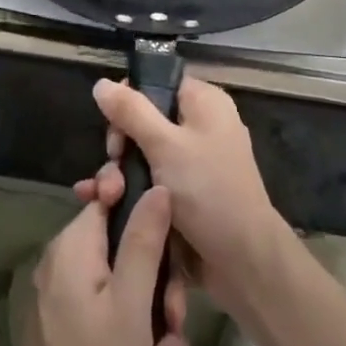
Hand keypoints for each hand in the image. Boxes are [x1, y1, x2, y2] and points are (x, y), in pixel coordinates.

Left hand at [0, 187, 190, 345]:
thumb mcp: (131, 305)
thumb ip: (144, 241)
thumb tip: (157, 186)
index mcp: (75, 245)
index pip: (113, 199)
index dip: (147, 217)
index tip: (171, 254)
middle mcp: (68, 264)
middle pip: (127, 254)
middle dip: (160, 297)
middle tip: (174, 332)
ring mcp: (68, 300)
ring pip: (127, 297)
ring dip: (154, 337)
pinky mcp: (73, 333)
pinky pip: (113, 324)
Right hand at [81, 76, 288, 303]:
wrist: (245, 263)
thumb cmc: (208, 191)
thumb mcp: (165, 145)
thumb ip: (131, 112)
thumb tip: (101, 83)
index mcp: (203, 102)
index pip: (156, 85)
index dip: (129, 103)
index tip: (114, 132)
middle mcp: (201, 126)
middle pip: (146, 121)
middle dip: (121, 147)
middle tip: (112, 171)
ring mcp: (195, 162)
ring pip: (146, 156)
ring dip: (121, 175)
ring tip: (106, 198)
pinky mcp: (188, 195)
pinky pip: (154, 181)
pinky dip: (133, 191)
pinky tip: (106, 206)